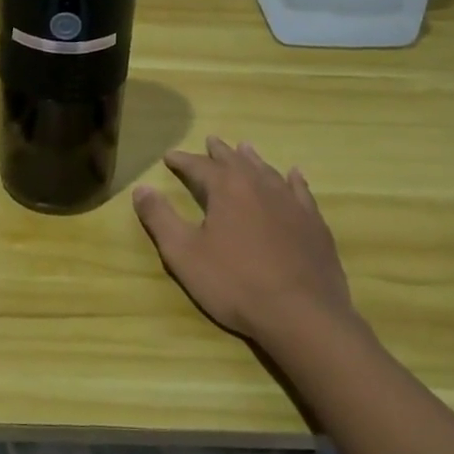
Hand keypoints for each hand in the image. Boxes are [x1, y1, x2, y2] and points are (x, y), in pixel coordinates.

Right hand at [132, 137, 354, 344]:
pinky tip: (293, 175)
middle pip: (236, 161)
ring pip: (267, 171)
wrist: (301, 314)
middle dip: (219, 152)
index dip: (182, 161)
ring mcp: (291, 203)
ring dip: (252, 159)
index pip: (199, 166)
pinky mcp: (313, 223)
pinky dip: (292, 179)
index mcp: (227, 189)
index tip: (169, 156)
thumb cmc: (235, 283)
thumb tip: (141, 188)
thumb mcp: (184, 254)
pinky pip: (300, 191)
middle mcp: (260, 185)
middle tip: (210, 140)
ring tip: (244, 148)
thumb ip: (160, 218)